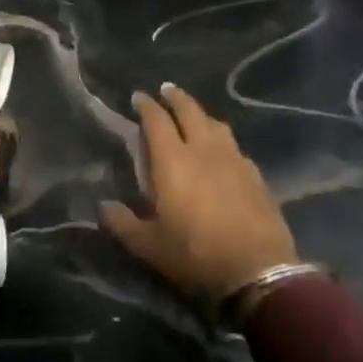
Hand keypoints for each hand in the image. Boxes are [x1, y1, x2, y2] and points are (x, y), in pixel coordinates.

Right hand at [100, 84, 297, 300]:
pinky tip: (221, 152)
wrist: (258, 271)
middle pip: (190, 111)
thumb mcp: (149, 246)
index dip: (146, 105)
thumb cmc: (195, 254)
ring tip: (193, 116)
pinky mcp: (255, 175)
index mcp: (173, 161)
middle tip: (166, 91)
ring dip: (201, 114)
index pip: (156, 120)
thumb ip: (123, 223)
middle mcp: (204, 150)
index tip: (138, 97)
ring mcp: (234, 160)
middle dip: (176, 97)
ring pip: (216, 124)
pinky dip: (222, 140)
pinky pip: (234, 147)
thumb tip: (104, 207)